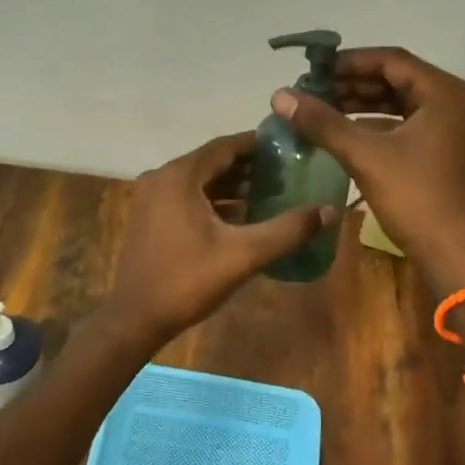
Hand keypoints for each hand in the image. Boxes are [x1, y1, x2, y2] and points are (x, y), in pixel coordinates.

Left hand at [101, 132, 335, 350]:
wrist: (135, 318)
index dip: (258, 145)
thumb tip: (329, 210)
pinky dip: (214, 200)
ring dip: (233, 184)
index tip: (290, 148)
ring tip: (271, 192)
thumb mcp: (243, 255)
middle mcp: (162, 177)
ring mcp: (152, 196)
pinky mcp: (151, 216)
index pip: (226, 146)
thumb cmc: (188, 281)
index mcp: (180, 175)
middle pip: (213, 161)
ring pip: (200, 180)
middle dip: (249, 166)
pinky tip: (242, 215)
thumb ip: (287, 230)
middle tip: (287, 173)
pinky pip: (188, 196)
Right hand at [270, 47, 464, 294]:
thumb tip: (280, 95)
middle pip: (399, 80)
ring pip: (405, 105)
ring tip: (326, 110)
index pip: (392, 60)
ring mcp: (458, 131)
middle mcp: (458, 104)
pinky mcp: (452, 154)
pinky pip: (412, 126)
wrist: (456, 255)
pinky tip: (350, 135)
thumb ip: (322, 122)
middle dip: (355, 84)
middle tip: (316, 91)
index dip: (350, 62)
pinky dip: (381, 126)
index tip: (315, 70)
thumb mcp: (364, 155)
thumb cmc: (415, 197)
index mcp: (445, 93)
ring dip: (366, 105)